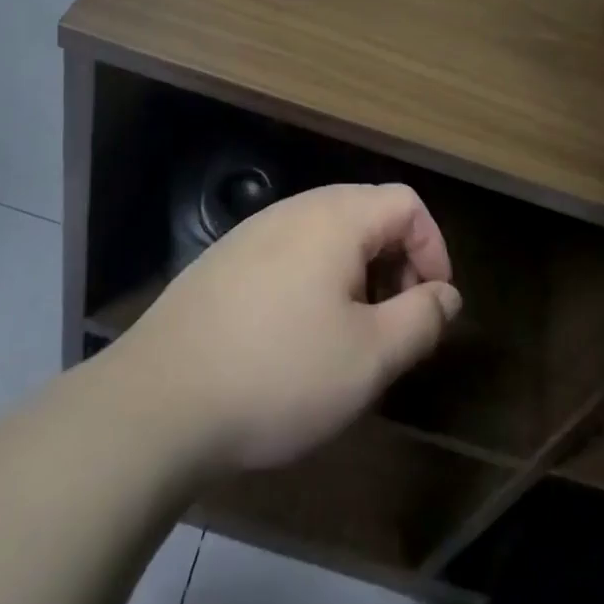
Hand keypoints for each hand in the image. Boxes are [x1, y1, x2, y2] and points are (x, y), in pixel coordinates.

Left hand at [114, 184, 462, 472]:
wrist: (158, 400)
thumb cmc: (279, 373)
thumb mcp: (369, 357)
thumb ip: (420, 319)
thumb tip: (445, 295)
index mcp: (335, 218)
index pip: (407, 203)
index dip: (434, 248)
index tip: (432, 305)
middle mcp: (294, 209)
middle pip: (368, 212)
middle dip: (396, 262)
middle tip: (395, 322)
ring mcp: (253, 232)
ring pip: (327, 234)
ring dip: (356, 273)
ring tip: (350, 333)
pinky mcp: (225, 260)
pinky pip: (290, 252)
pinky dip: (315, 280)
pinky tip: (296, 334)